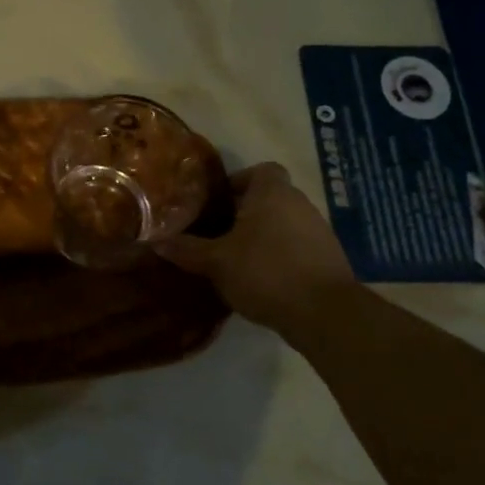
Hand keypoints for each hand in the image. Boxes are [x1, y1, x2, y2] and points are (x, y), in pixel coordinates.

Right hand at [155, 162, 359, 338]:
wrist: (325, 314)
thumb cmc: (265, 272)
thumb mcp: (216, 262)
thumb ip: (186, 249)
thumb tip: (155, 241)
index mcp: (273, 193)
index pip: (260, 170)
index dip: (238, 182)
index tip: (218, 204)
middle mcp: (300, 203)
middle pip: (269, 198)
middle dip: (245, 213)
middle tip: (217, 233)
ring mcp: (319, 231)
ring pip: (283, 223)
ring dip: (263, 236)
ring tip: (236, 258)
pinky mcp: (329, 258)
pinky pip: (297, 246)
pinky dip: (280, 256)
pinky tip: (262, 279)